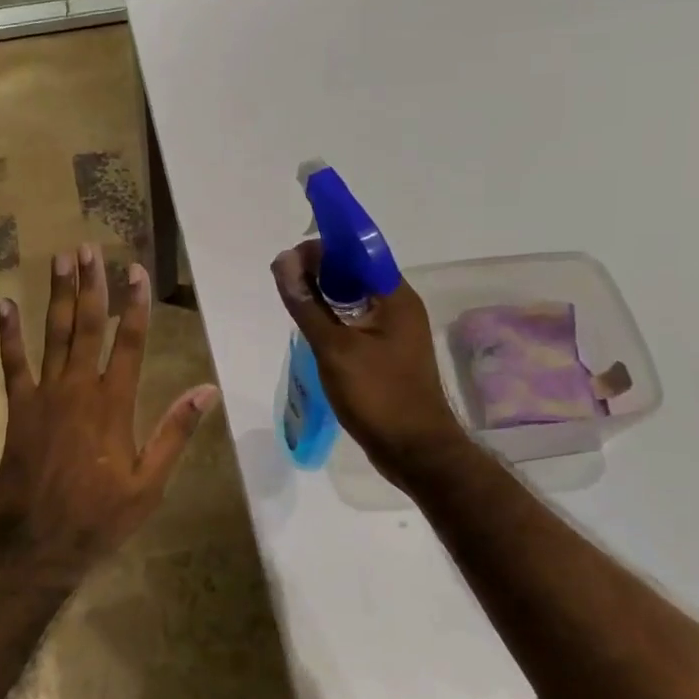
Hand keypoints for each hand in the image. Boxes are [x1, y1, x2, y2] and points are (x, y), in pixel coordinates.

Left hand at [0, 245, 220, 564]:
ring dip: (58, 295)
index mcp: (114, 404)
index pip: (130, 342)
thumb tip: (208, 391)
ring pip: (53, 335)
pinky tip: (5, 305)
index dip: (134, 304)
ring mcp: (44, 395)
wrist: (38, 543)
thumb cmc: (100, 515)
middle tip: (88, 248)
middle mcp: (78, 389)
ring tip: (60, 259)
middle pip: (87, 326)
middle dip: (91, 285)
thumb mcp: (150, 482)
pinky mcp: (18, 408)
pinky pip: (12, 364)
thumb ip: (175, 432)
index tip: (136, 270)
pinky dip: (9, 334)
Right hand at [271, 239, 468, 484]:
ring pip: (354, 298)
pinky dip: (333, 319)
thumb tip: (283, 260)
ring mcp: (395, 331)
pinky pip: (356, 322)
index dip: (324, 248)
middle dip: (320, 271)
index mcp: (395, 296)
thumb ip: (307, 304)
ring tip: (293, 301)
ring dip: (325, 295)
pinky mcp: (387, 353)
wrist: (415, 451)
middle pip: (356, 273)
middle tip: (285, 283)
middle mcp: (399, 306)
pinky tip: (312, 329)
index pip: (358, 251)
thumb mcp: (334, 348)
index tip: (289, 259)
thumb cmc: (378, 396)